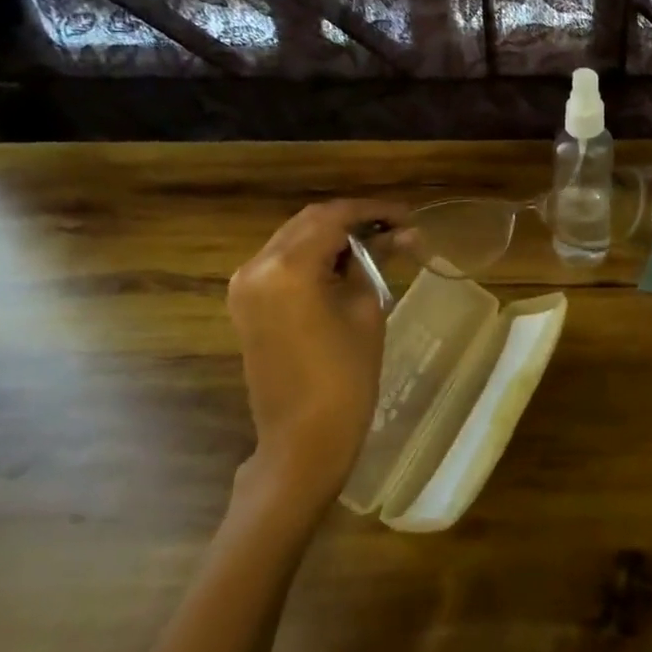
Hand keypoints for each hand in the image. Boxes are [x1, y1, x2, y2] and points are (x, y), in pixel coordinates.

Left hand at [226, 200, 406, 506]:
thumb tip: (402, 232)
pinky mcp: (245, 302)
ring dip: (333, 235)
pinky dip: (313, 255)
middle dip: (353, 220)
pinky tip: (345, 263)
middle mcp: (257, 266)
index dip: (373, 211)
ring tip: (376, 243)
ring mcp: (245, 285)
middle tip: (395, 228)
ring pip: (294, 238)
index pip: (334, 217)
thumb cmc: (344, 378)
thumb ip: (377, 260)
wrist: (302, 441)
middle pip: (310, 222)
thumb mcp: (367, 310)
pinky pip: (281, 262)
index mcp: (287, 268)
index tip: (407, 216)